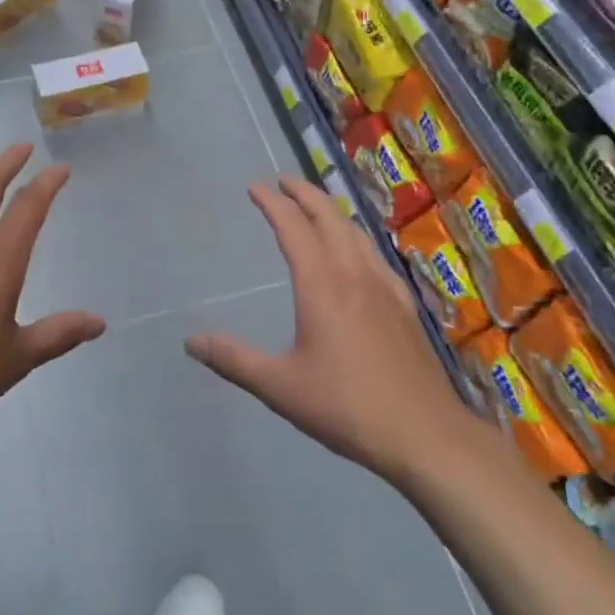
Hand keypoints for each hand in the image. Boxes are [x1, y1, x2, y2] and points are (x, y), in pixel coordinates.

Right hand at [185, 177, 477, 485]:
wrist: (424, 433)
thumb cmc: (346, 406)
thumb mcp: (280, 386)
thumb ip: (234, 360)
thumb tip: (191, 341)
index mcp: (321, 284)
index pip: (293, 227)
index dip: (272, 203)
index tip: (255, 187)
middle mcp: (353, 273)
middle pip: (329, 216)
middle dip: (304, 193)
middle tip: (284, 181)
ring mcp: (384, 286)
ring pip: (356, 232)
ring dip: (332, 211)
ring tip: (317, 207)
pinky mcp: (403, 305)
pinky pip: (375, 254)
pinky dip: (357, 238)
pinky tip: (358, 254)